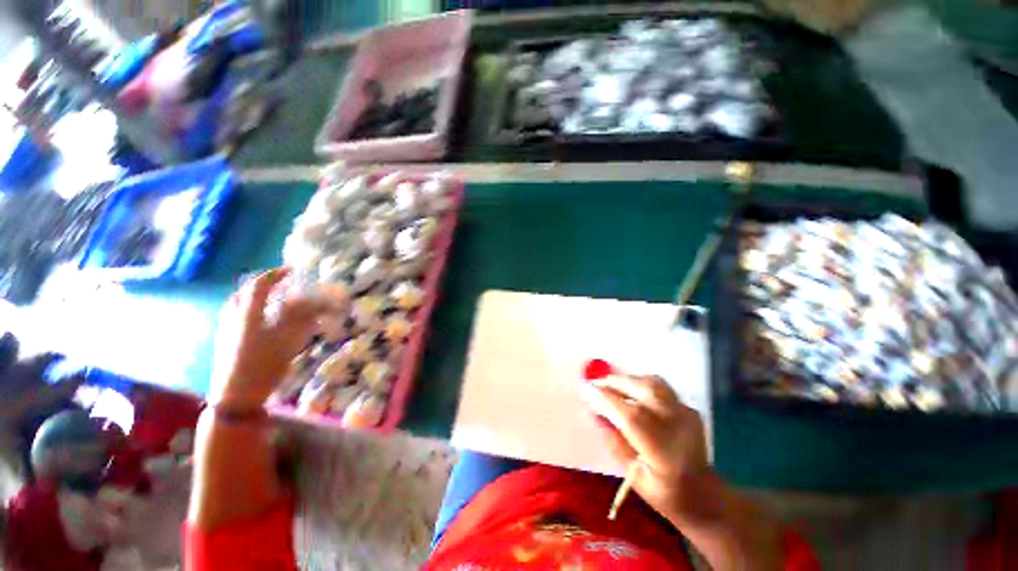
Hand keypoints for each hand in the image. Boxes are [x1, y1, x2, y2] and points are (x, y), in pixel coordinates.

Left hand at [210, 269, 321, 411]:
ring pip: (237, 304)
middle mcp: (233, 316)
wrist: (235, 395)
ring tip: (270, 299)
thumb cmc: (263, 365)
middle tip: (279, 284)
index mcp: (248, 313)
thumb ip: (300, 317)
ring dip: (254, 297)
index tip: (290, 270)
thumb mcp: (287, 339)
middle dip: (262, 284)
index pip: (259, 285)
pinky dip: (249, 310)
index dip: (274, 275)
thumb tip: (311, 300)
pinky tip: (261, 320)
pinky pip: (236, 316)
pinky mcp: (224, 340)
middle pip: (244, 292)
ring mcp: (226, 329)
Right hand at [579, 374, 708, 523]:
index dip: (606, 399)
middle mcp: (679, 428)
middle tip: (594, 384)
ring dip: (627, 379)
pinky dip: (639, 384)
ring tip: (609, 385)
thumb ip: (614, 442)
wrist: (705, 496)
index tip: (585, 389)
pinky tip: (629, 392)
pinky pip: (659, 387)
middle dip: (614, 382)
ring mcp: (687, 415)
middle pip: (644, 390)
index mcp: (665, 453)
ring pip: (653, 383)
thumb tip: (592, 412)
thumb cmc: (666, 494)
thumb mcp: (634, 477)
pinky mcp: (689, 408)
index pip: (632, 417)